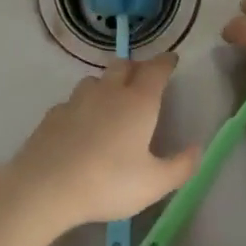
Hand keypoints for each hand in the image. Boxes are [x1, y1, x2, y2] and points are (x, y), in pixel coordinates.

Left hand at [6, 54, 199, 231]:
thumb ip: (180, 166)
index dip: (165, 62)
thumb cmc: (109, 182)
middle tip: (143, 77)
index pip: (156, 70)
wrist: (47, 186)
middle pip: (124, 65)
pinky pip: (74, 100)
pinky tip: (82, 123)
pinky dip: (83, 105)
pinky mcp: (54, 113)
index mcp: (138, 102)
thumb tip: (197, 148)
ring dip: (108, 83)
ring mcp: (78, 99)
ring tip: (112, 99)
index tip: (171, 59)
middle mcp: (109, 92)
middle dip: (136, 67)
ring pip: (96, 79)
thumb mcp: (154, 184)